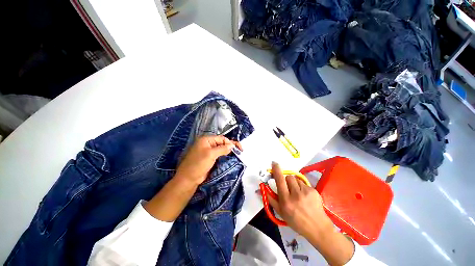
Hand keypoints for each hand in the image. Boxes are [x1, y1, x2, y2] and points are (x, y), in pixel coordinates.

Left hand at [175, 135, 241, 184]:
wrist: (189, 179)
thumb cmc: (198, 164)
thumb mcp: (211, 154)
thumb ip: (222, 148)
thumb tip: (232, 145)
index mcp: (206, 139)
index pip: (221, 138)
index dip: (230, 142)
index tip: (238, 149)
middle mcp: (207, 144)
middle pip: (222, 143)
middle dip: (230, 146)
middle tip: (240, 151)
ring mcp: (208, 151)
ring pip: (221, 149)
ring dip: (228, 151)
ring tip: (237, 154)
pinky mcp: (209, 158)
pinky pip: (219, 155)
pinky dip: (224, 156)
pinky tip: (230, 158)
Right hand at [266, 162, 331, 238]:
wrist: (317, 228)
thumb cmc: (296, 221)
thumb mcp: (281, 213)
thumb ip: (270, 199)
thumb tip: (260, 189)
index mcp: (286, 200)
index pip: (280, 180)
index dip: (276, 170)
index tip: (274, 163)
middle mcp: (296, 194)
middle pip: (288, 177)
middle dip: (286, 180)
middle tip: (288, 188)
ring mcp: (306, 192)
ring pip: (296, 179)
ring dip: (294, 184)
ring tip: (297, 193)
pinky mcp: (314, 191)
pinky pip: (304, 183)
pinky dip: (302, 188)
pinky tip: (305, 197)